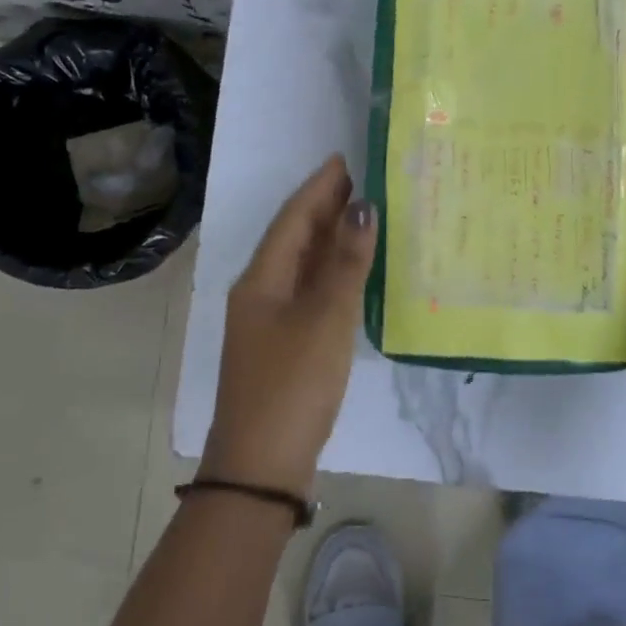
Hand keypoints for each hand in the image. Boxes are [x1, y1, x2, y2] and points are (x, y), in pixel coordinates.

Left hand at [201, 155, 377, 496]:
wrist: (262, 465)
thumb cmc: (293, 383)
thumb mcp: (326, 317)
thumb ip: (346, 262)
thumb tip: (362, 207)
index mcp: (262, 279)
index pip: (293, 218)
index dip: (318, 188)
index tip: (344, 160)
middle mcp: (261, 292)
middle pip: (295, 238)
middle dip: (325, 208)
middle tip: (362, 181)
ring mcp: (271, 321)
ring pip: (303, 265)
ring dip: (330, 239)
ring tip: (364, 215)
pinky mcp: (285, 344)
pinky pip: (310, 291)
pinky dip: (332, 273)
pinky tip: (355, 272)